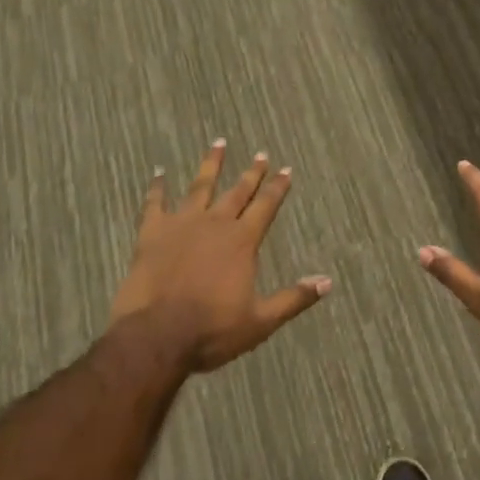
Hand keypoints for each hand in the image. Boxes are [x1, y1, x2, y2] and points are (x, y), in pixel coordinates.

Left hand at [110, 140, 331, 372]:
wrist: (157, 336)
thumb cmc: (212, 330)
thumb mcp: (261, 321)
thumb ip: (294, 298)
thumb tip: (327, 281)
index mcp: (242, 241)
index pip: (265, 206)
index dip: (278, 187)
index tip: (286, 169)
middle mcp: (215, 223)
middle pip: (237, 192)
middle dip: (251, 173)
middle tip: (261, 154)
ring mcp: (181, 224)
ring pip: (200, 186)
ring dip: (211, 165)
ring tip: (218, 143)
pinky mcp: (152, 233)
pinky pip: (155, 203)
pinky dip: (157, 187)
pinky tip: (159, 172)